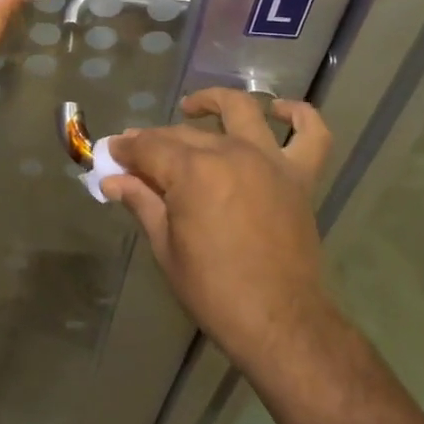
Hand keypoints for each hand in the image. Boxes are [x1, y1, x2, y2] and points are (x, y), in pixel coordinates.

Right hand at [107, 89, 336, 374]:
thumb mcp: (166, 248)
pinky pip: (311, 134)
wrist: (279, 321)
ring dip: (214, 102)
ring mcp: (269, 161)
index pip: (149, 147)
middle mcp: (231, 153)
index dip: (126, 149)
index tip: (111, 154)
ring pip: (241, 111)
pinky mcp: (300, 177)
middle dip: (154, 140)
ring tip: (194, 108)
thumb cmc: (214, 290)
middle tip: (138, 156)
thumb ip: (141, 203)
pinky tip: (280, 110)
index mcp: (192, 172)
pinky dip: (299, 115)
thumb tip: (112, 180)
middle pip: (185, 133)